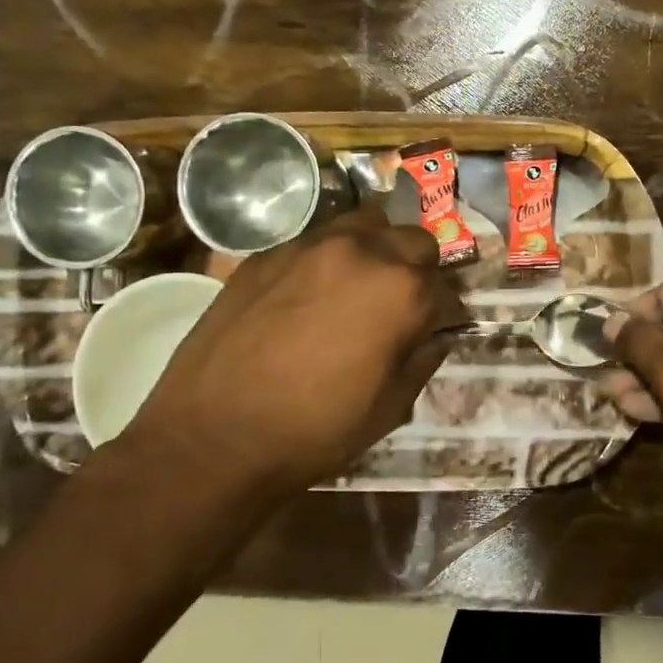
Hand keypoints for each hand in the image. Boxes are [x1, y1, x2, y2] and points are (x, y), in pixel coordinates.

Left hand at [119, 208, 466, 506]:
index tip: (437, 332)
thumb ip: (424, 359)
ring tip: (361, 286)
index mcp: (403, 292)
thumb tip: (434, 336)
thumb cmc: (316, 430)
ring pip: (365, 224)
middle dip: (419, 270)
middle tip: (402, 305)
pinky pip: (315, 242)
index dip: (447, 315)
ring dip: (376, 250)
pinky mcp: (267, 254)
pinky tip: (310, 296)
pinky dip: (329, 261)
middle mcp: (363, 253)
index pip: (448, 291)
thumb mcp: (391, 407)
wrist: (214, 437)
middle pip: (414, 241)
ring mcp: (311, 246)